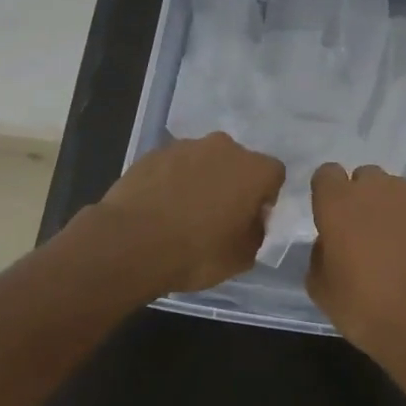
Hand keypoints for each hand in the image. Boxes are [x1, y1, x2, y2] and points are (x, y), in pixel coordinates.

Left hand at [97, 133, 286, 293]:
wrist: (131, 243)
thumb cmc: (196, 252)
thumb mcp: (241, 258)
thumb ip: (256, 234)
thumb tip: (252, 222)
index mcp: (253, 169)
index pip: (274, 175)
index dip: (265, 197)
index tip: (250, 220)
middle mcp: (223, 147)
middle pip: (237, 162)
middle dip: (232, 184)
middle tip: (218, 216)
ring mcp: (185, 146)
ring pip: (204, 161)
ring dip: (201, 180)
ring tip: (183, 213)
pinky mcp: (153, 153)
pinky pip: (173, 166)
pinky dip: (172, 181)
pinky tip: (160, 208)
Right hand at [307, 163, 405, 364]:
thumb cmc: (366, 309)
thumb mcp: (322, 291)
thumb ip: (319, 256)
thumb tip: (330, 244)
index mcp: (339, 203)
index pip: (327, 174)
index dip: (328, 194)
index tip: (331, 218)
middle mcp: (377, 189)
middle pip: (365, 177)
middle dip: (362, 198)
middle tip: (364, 234)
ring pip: (397, 191)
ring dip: (392, 209)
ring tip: (398, 247)